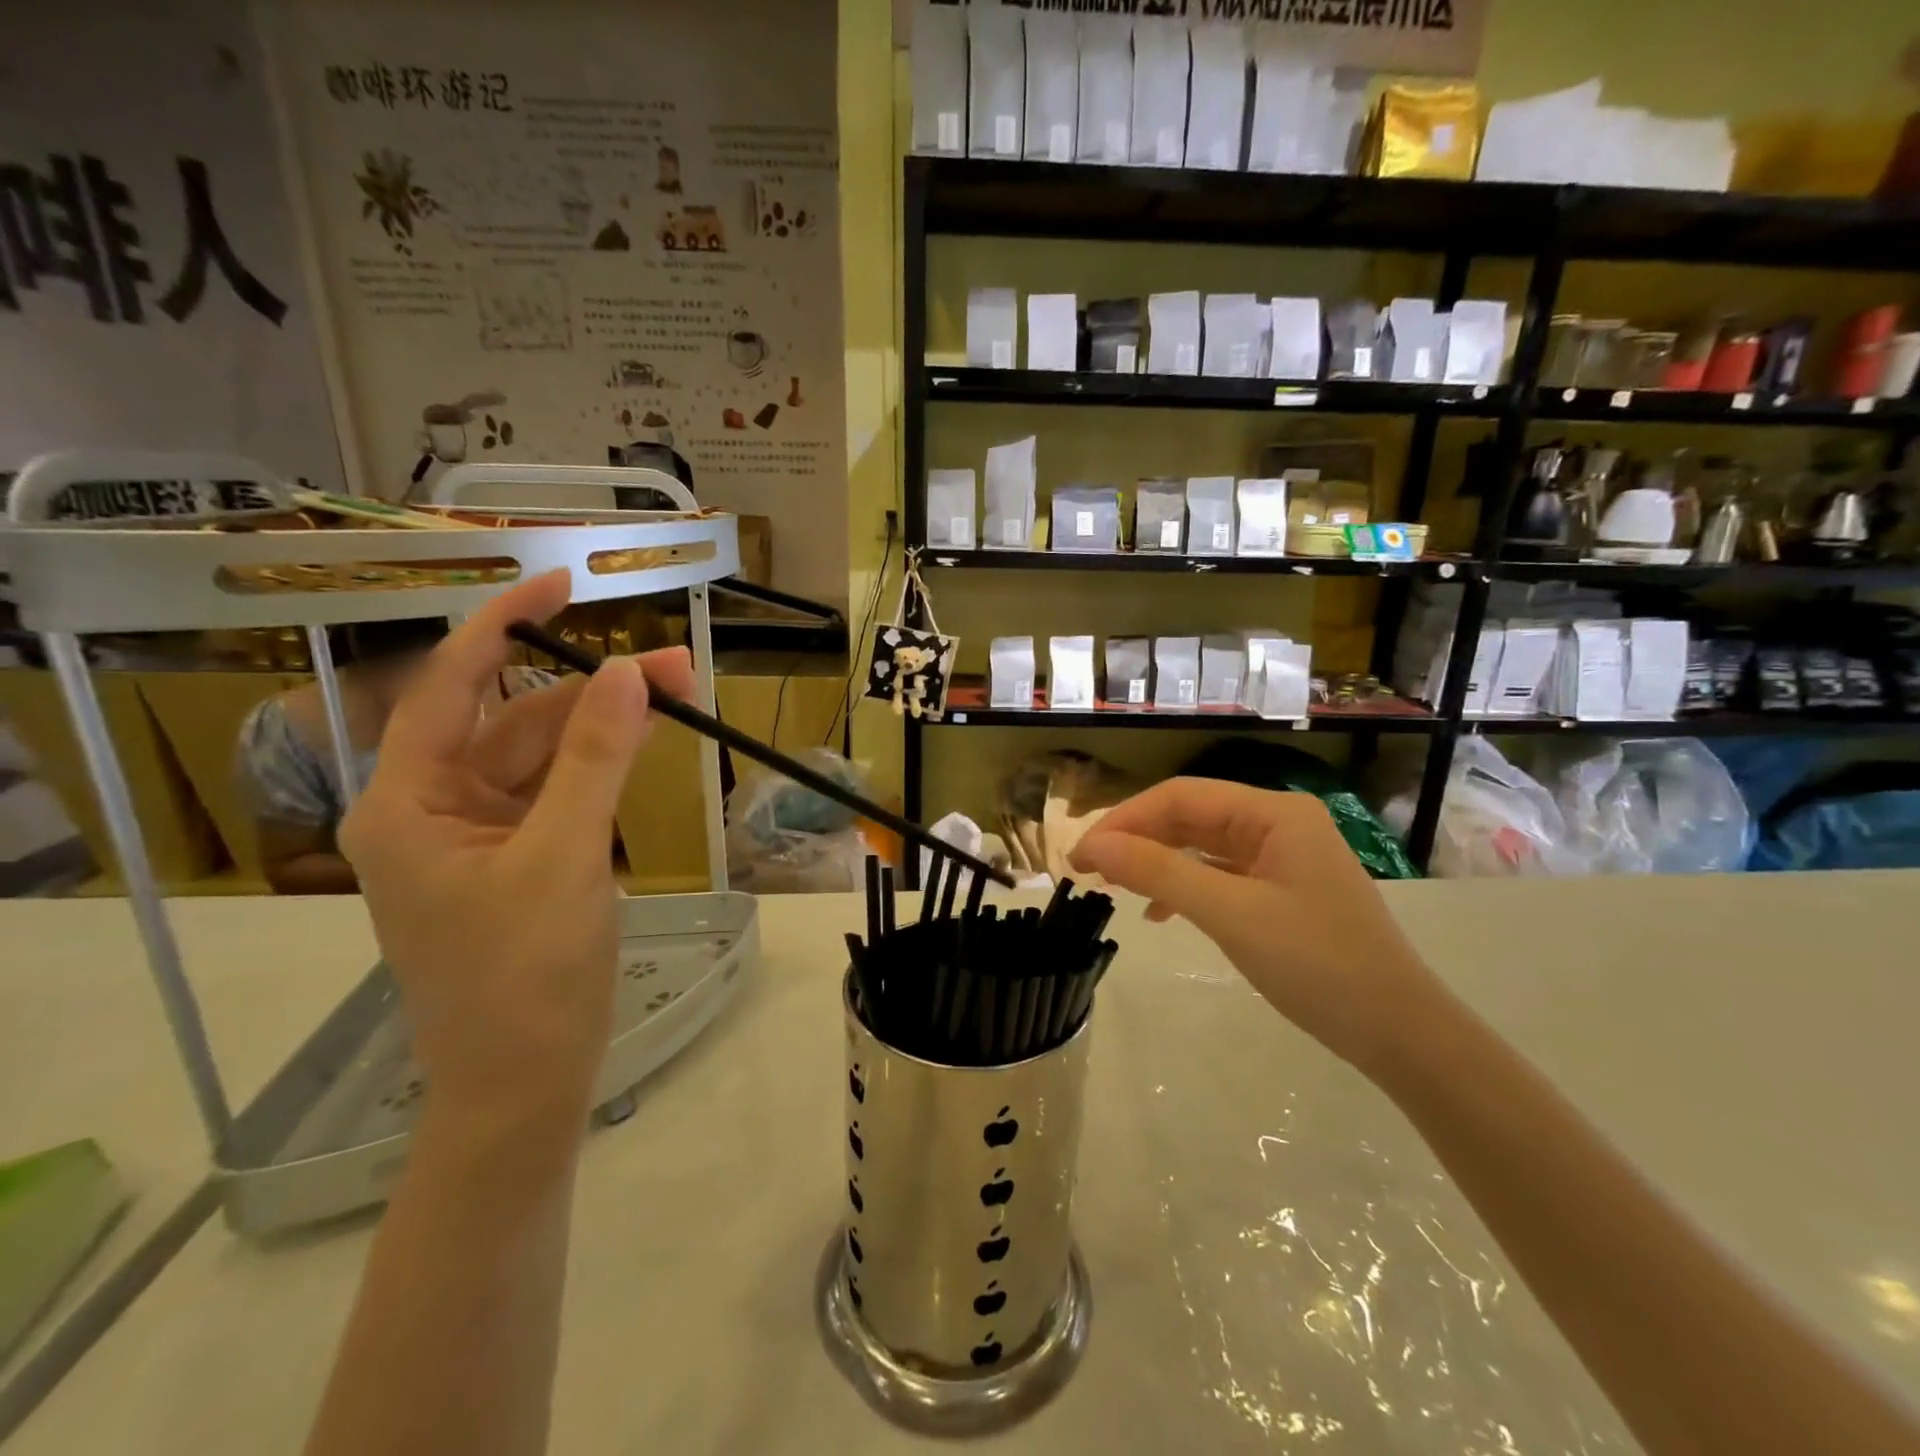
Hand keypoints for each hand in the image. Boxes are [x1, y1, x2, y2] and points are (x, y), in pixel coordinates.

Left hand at [339, 571, 691, 1138]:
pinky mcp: (522, 859)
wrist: (525, 1083)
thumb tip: (628, 672)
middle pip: (515, 720)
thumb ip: (594, 760)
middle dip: (592, 688)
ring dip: (607, 726)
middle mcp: (435, 809)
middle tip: (676, 667)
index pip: (452, 686)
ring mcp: (481, 836)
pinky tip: (645, 748)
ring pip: (546, 755)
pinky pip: (561, 792)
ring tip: (678, 698)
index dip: (502, 623)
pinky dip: (602, 767)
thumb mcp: (563, 857)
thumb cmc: (523, 977)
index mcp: (408, 803)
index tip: (562, 582)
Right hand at [1069, 778, 1440, 1072]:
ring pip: (1202, 845)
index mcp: (1274, 812)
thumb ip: (1158, 872)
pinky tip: (1161, 912)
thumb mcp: (1229, 913)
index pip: (1181, 796)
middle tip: (1088, 870)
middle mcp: (1278, 822)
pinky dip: (1185, 886)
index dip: (1124, 819)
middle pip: (1190, 817)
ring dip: (1157, 861)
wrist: (1399, 1033)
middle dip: (1137, 839)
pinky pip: (1220, 873)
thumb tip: (1091, 845)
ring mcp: (1283, 856)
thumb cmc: (1317, 964)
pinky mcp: (1283, 889)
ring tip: (1114, 886)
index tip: (1081, 854)